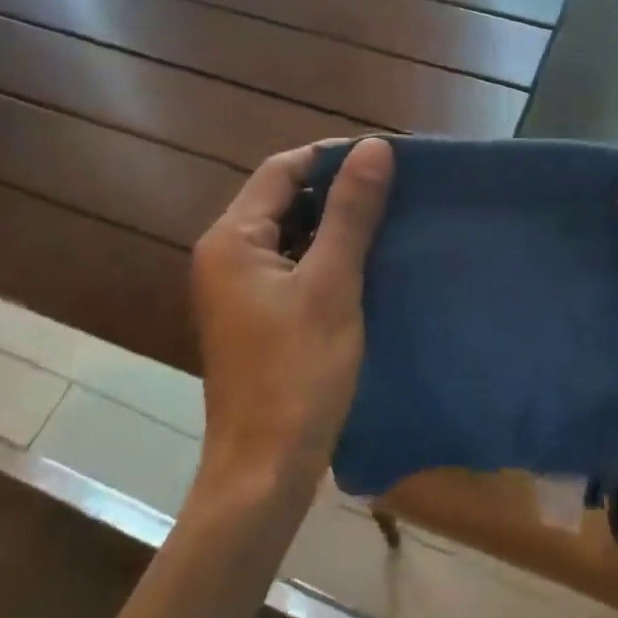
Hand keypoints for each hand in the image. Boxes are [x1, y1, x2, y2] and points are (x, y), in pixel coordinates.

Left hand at [189, 139, 393, 504]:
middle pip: (282, 199)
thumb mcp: (331, 285)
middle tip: (392, 189)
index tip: (384, 158)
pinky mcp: (253, 315)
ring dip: (333, 224)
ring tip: (387, 220)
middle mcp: (224, 255)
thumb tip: (374, 147)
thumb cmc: (297, 373)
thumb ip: (350, 213)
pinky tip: (365, 263)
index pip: (282, 170)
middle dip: (335, 190)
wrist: (264, 470)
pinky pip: (290, 266)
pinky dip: (324, 257)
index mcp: (231, 239)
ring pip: (289, 234)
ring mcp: (236, 287)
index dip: (332, 157)